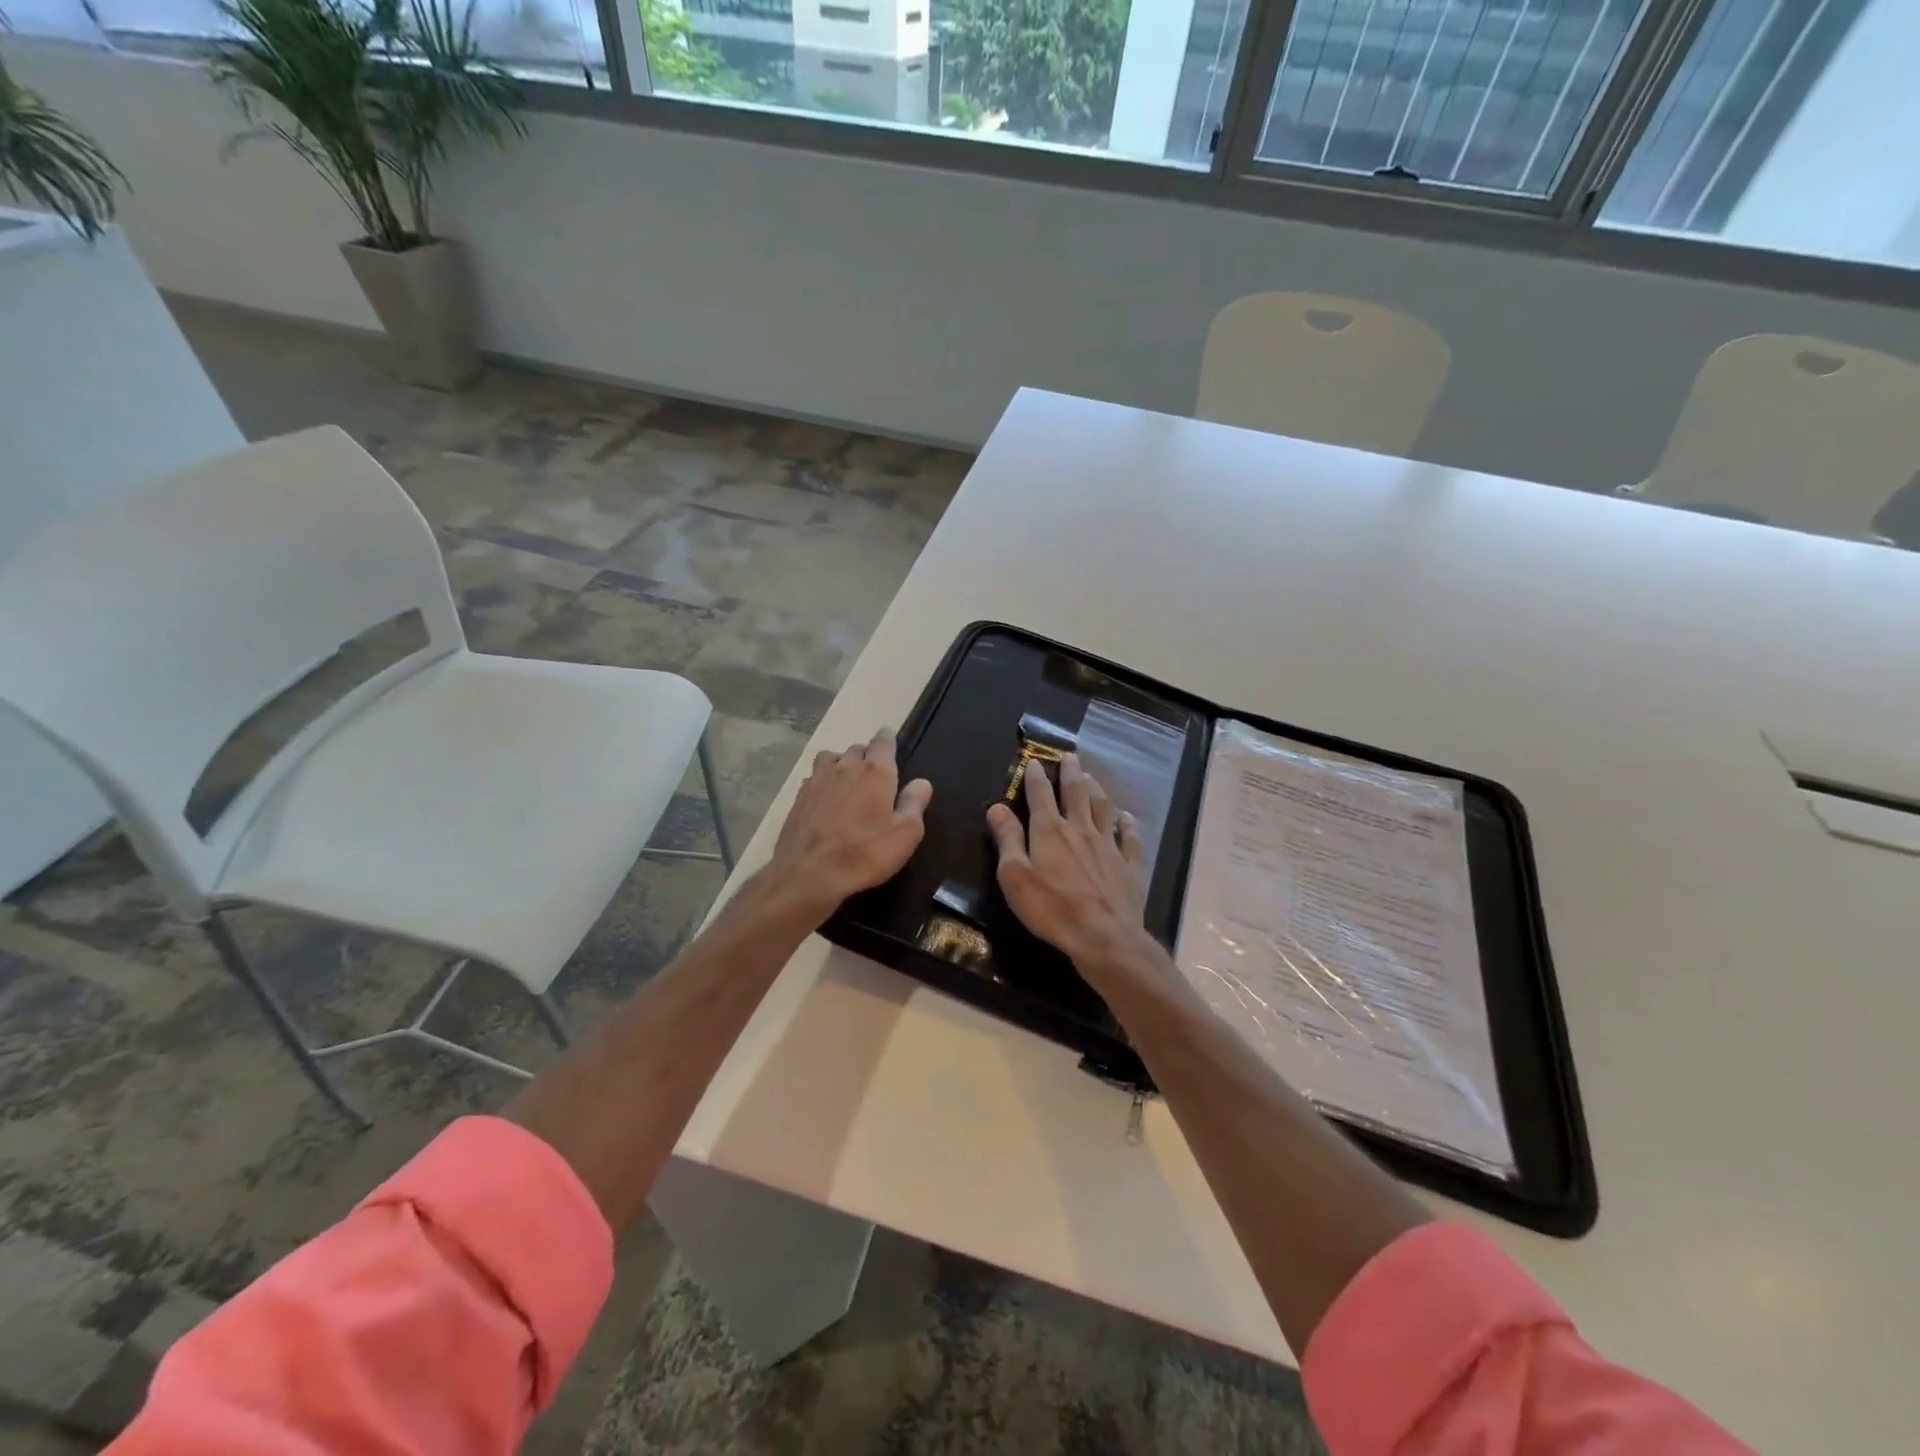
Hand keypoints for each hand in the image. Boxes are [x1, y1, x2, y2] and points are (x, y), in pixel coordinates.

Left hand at [763, 727, 932, 920]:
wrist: (808, 874)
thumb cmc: (865, 854)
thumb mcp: (905, 834)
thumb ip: (914, 804)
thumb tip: (922, 782)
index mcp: (875, 773)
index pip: (883, 742)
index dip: (888, 739)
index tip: (891, 741)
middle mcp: (845, 768)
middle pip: (857, 748)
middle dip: (867, 755)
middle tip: (875, 772)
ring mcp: (818, 781)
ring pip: (831, 757)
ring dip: (841, 762)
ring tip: (847, 779)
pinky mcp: (799, 798)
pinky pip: (814, 777)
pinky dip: (822, 780)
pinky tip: (825, 797)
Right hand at [987, 754, 1154, 976]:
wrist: (1104, 937)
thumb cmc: (1052, 909)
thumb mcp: (1015, 876)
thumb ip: (1007, 839)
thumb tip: (997, 806)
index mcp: (1050, 831)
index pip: (1040, 795)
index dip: (1036, 776)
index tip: (1035, 760)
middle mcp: (1081, 830)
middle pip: (1076, 793)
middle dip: (1071, 773)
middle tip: (1070, 756)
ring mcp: (1109, 846)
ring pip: (1103, 808)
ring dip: (1097, 789)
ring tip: (1092, 776)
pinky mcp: (1130, 866)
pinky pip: (1130, 838)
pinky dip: (1128, 824)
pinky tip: (1128, 817)